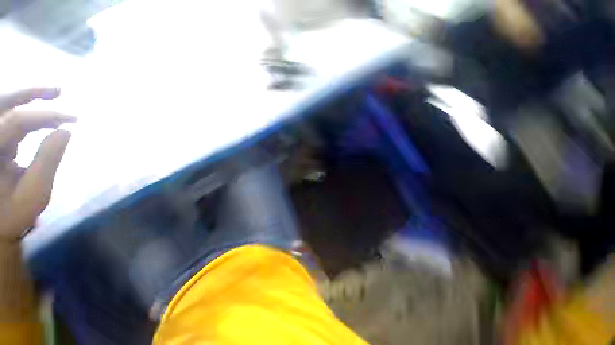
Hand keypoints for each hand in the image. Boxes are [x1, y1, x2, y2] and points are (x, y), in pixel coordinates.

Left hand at [0, 88, 75, 240]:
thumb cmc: (14, 215)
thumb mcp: (34, 193)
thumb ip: (47, 161)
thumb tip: (65, 131)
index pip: (16, 122)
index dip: (45, 116)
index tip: (75, 119)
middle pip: (2, 104)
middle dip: (29, 93)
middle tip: (59, 91)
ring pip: (3, 108)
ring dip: (26, 98)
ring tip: (53, 94)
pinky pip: (7, 118)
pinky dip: (24, 111)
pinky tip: (40, 115)